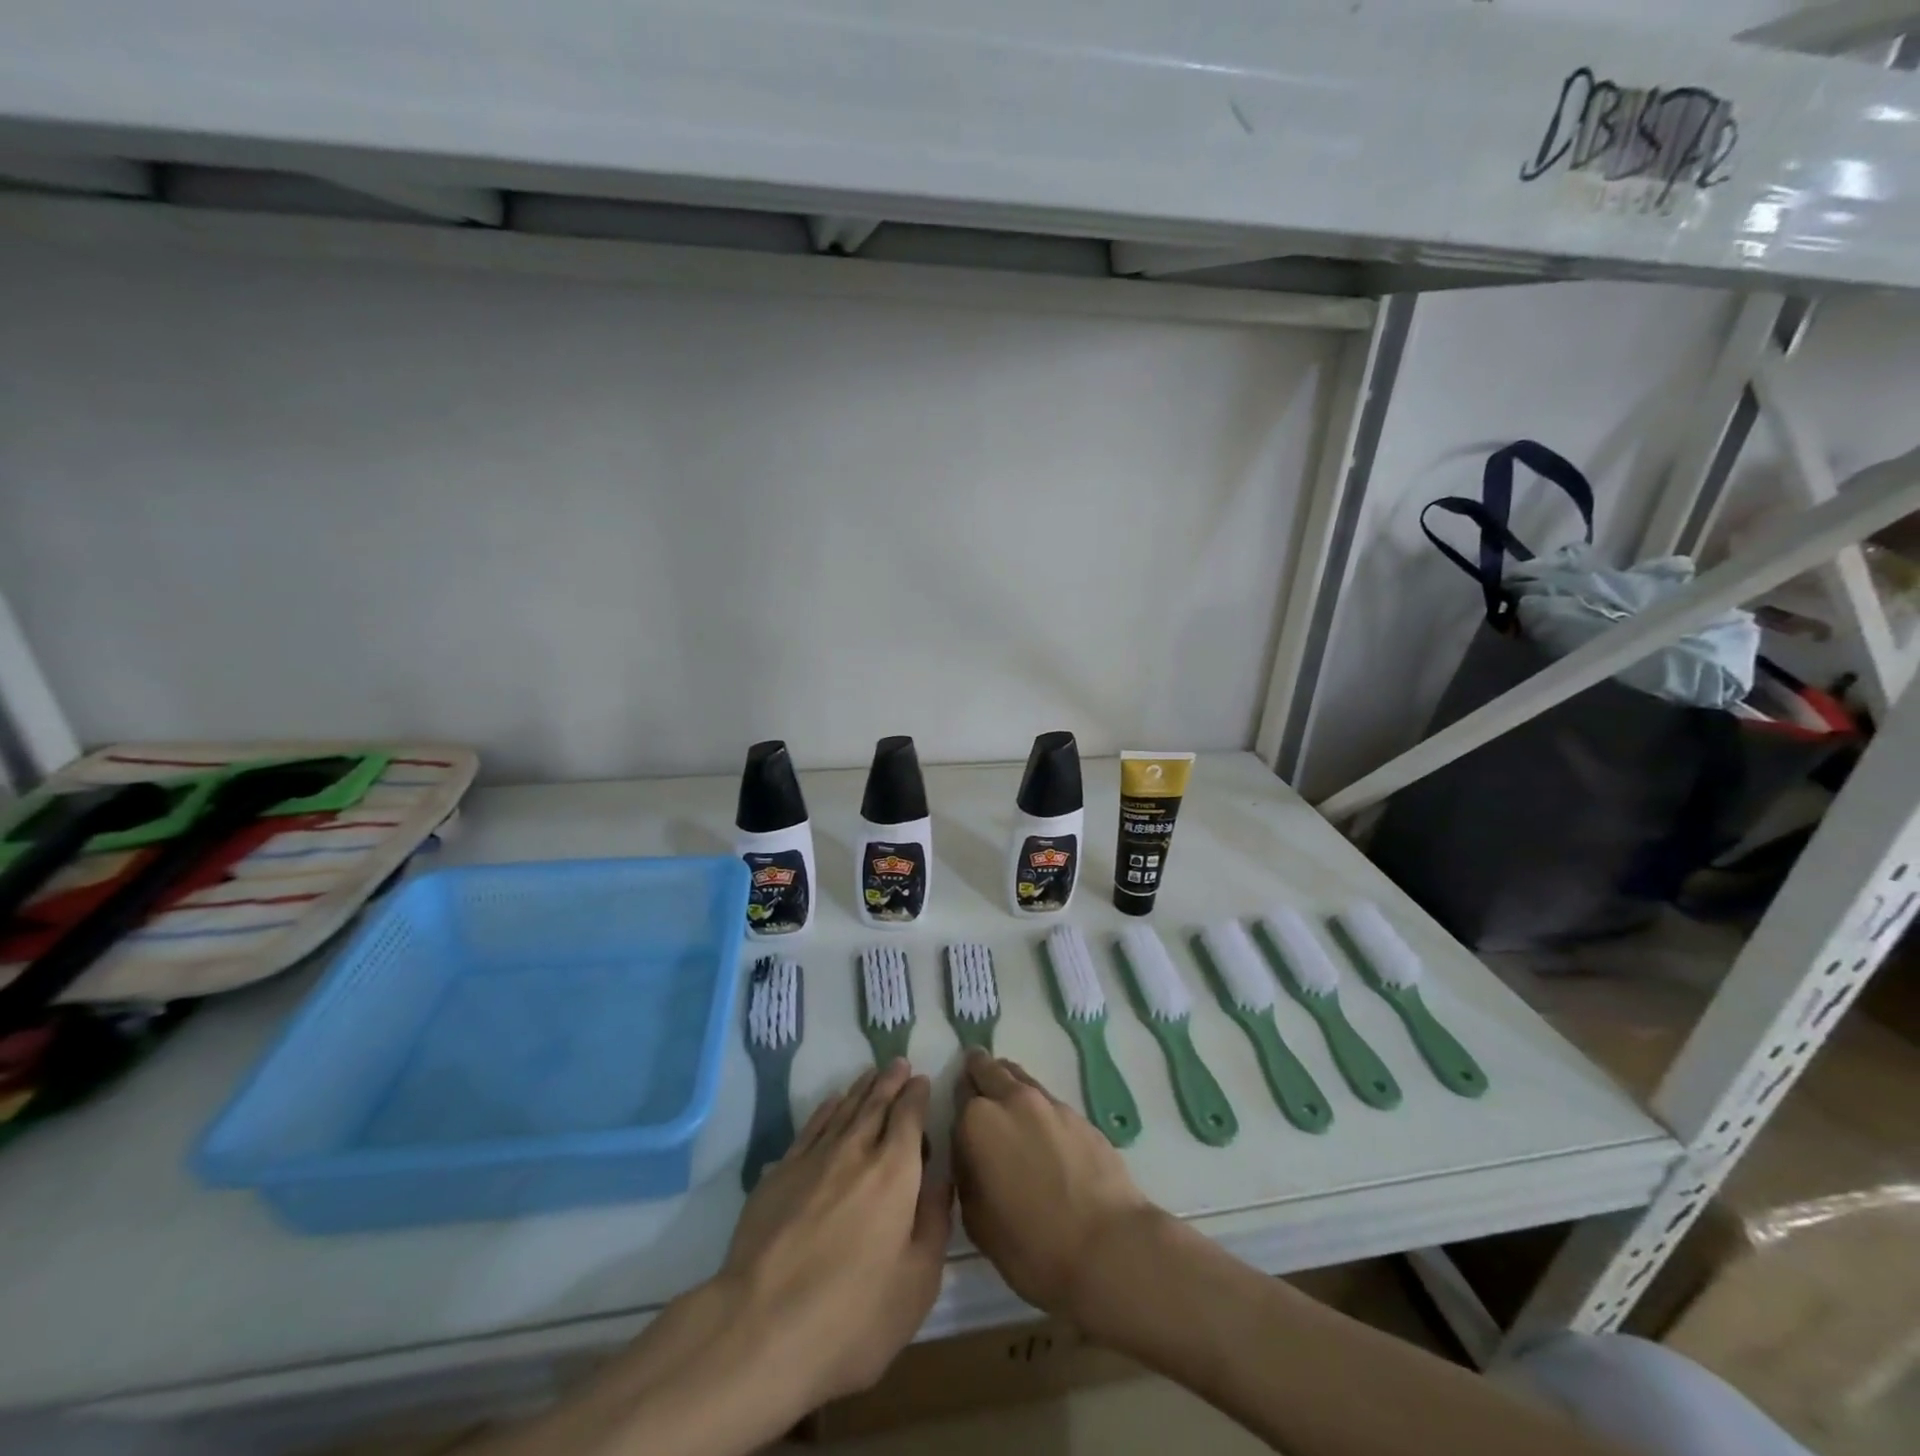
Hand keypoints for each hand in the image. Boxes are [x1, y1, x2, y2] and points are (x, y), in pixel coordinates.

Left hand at [722, 1060, 950, 1405]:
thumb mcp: (916, 1283)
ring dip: (860, 1089)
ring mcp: (813, 1159)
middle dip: (890, 1082)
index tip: (922, 1081)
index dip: (917, 1096)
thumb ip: (933, 1223)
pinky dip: (825, 1109)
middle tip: (899, 1064)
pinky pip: (810, 1127)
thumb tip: (941, 1180)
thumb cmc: (852, 1315)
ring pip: (843, 1109)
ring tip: (871, 1075)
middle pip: (876, 1103)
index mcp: (895, 1172)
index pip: (909, 1117)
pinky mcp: (779, 1174)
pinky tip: (831, 1103)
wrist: (760, 1328)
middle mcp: (856, 1151)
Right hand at [952, 1050, 1158, 1321]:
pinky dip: (1037, 1106)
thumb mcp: (977, 1221)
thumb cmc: (1032, 1245)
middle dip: (979, 1074)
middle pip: (988, 1070)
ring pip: (1019, 1078)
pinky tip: (1041, 1132)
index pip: (958, 1095)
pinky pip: (1047, 1100)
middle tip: (975, 1081)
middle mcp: (1011, 1100)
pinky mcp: (1079, 1115)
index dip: (956, 1106)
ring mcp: (1049, 1103)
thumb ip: (967, 1175)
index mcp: (978, 1122)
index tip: (959, 1116)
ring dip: (1008, 1083)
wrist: (1108, 1248)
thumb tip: (971, 1156)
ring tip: (1006, 1101)